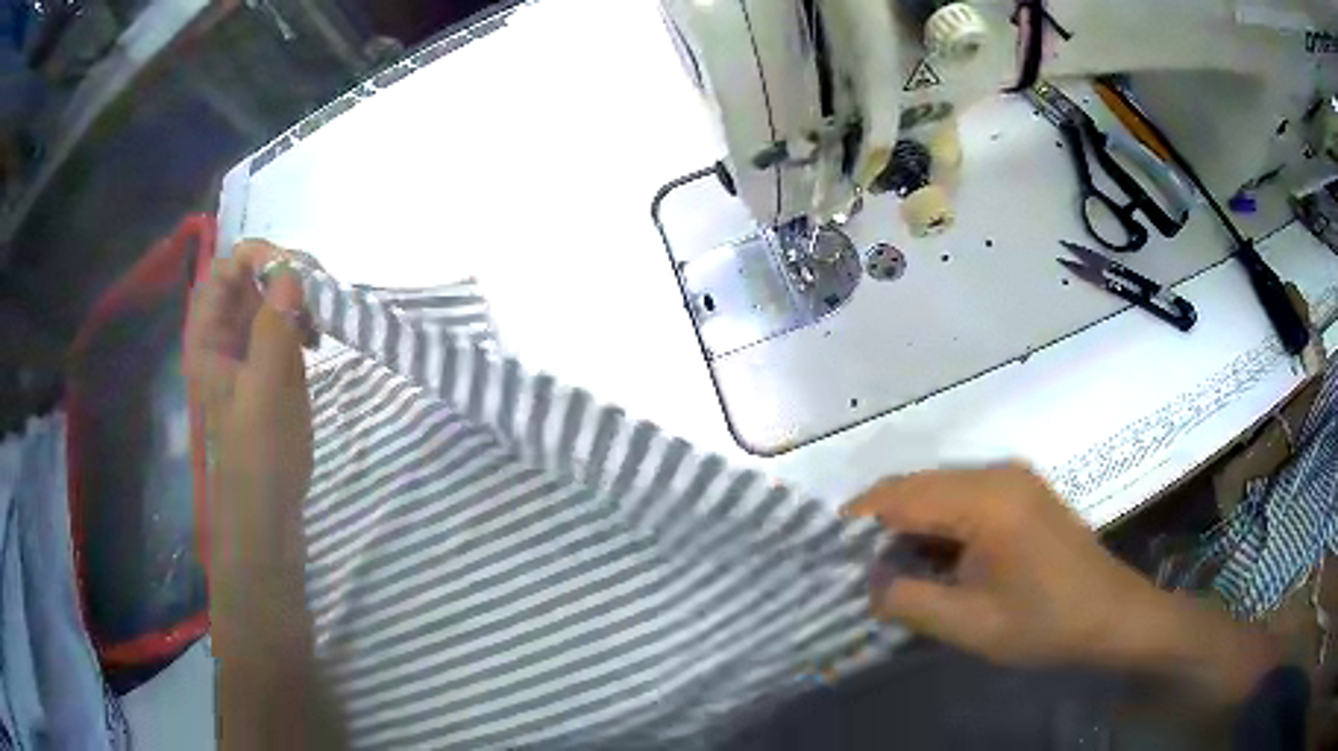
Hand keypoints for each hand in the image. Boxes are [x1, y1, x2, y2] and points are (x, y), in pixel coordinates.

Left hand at [186, 239, 312, 636]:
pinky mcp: (267, 360)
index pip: (226, 269)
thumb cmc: (259, 452)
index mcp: (207, 335)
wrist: (269, 505)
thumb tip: (289, 271)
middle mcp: (223, 331)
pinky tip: (317, 338)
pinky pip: (283, 319)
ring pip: (270, 294)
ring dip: (298, 295)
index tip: (297, 272)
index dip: (258, 258)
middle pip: (250, 275)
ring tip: (320, 320)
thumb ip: (273, 329)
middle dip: (285, 274)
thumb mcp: (266, 390)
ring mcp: (246, 345)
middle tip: (318, 293)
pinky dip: (303, 318)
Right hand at [845, 464, 1279, 703]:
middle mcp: (997, 473)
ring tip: (885, 568)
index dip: (856, 521)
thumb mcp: (970, 625)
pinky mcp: (1021, 492)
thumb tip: (868, 581)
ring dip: (908, 525)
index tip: (823, 553)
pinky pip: (963, 497)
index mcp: (986, 499)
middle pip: (917, 485)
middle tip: (851, 569)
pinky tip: (931, 559)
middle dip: (879, 525)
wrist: (1112, 615)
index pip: (900, 495)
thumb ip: (909, 601)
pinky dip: (936, 524)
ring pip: (938, 490)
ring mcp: (1013, 478)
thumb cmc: (1045, 623)